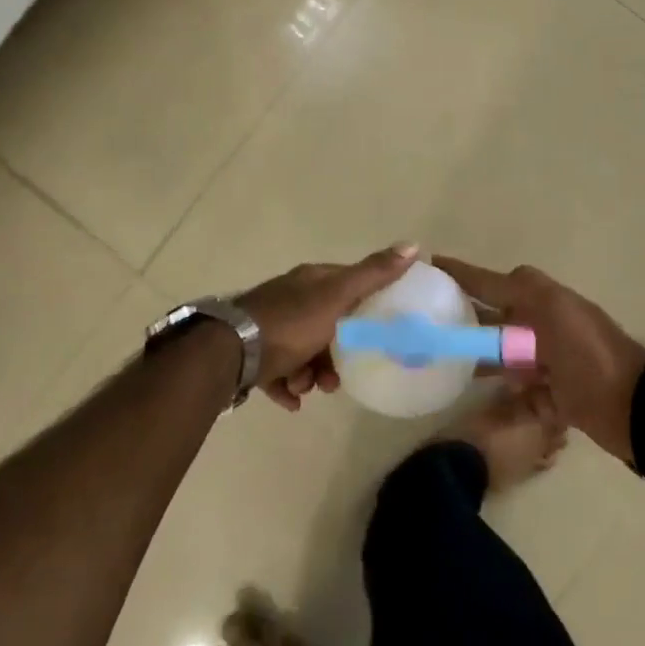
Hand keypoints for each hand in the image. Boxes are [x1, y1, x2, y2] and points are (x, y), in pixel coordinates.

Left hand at [235, 243, 419, 409]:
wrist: (231, 352)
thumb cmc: (291, 323)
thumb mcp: (338, 297)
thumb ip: (373, 275)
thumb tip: (413, 245)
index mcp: (310, 281)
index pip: (346, 284)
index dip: (363, 307)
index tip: (374, 333)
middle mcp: (289, 299)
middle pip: (324, 325)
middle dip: (335, 354)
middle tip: (338, 378)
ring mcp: (268, 326)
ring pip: (301, 352)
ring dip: (310, 375)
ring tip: (307, 390)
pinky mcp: (252, 355)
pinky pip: (277, 373)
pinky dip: (287, 387)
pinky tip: (291, 400)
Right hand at [433, 257, 644, 462]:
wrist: (634, 406)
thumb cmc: (587, 352)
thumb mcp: (552, 307)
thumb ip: (520, 287)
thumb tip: (487, 277)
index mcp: (539, 300)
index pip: (490, 282)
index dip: (461, 274)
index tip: (429, 266)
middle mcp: (540, 327)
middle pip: (492, 322)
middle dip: (462, 322)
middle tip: (425, 327)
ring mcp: (547, 363)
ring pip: (501, 358)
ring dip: (477, 360)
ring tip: (440, 364)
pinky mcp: (552, 397)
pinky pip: (517, 395)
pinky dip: (502, 397)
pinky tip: (477, 403)